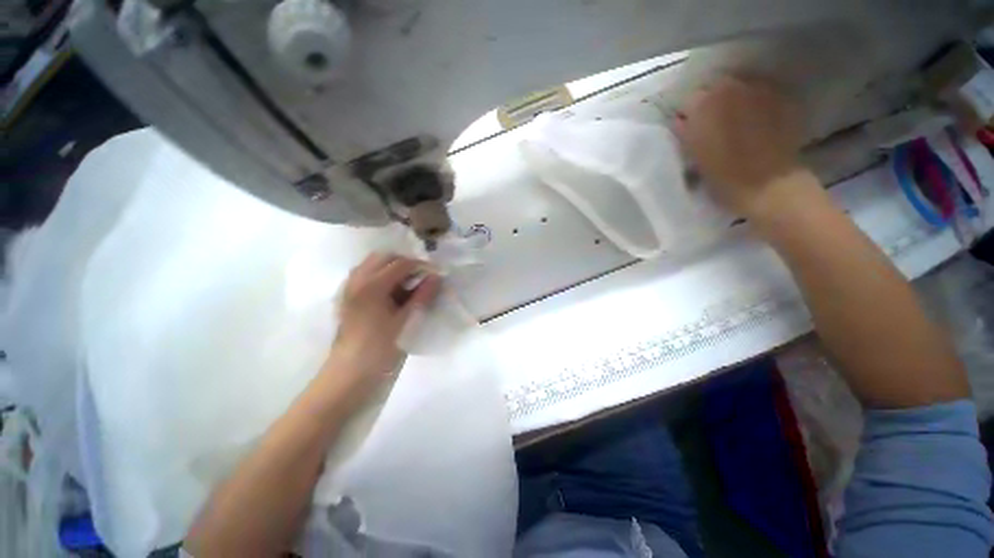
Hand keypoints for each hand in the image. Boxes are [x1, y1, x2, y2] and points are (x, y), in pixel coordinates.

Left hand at [323, 254, 440, 398]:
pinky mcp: (347, 297)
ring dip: (392, 268)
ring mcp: (349, 288)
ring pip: (372, 264)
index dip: (421, 265)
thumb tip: (436, 277)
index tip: (436, 273)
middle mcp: (357, 280)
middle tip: (422, 277)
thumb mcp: (406, 321)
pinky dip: (381, 276)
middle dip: (405, 263)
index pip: (401, 264)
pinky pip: (365, 275)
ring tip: (408, 283)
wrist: (349, 375)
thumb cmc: (381, 349)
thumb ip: (422, 296)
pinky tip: (392, 292)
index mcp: (372, 285)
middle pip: (384, 257)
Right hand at [678, 76, 803, 215]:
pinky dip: (759, 101)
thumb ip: (684, 132)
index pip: (689, 100)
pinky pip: (764, 92)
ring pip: (742, 85)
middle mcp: (732, 88)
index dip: (690, 115)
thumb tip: (681, 119)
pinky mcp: (783, 98)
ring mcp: (760, 90)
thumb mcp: (692, 156)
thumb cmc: (721, 175)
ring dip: (737, 98)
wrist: (767, 184)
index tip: (692, 128)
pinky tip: (760, 120)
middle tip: (715, 123)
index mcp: (703, 104)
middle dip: (714, 101)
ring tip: (739, 120)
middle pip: (717, 86)